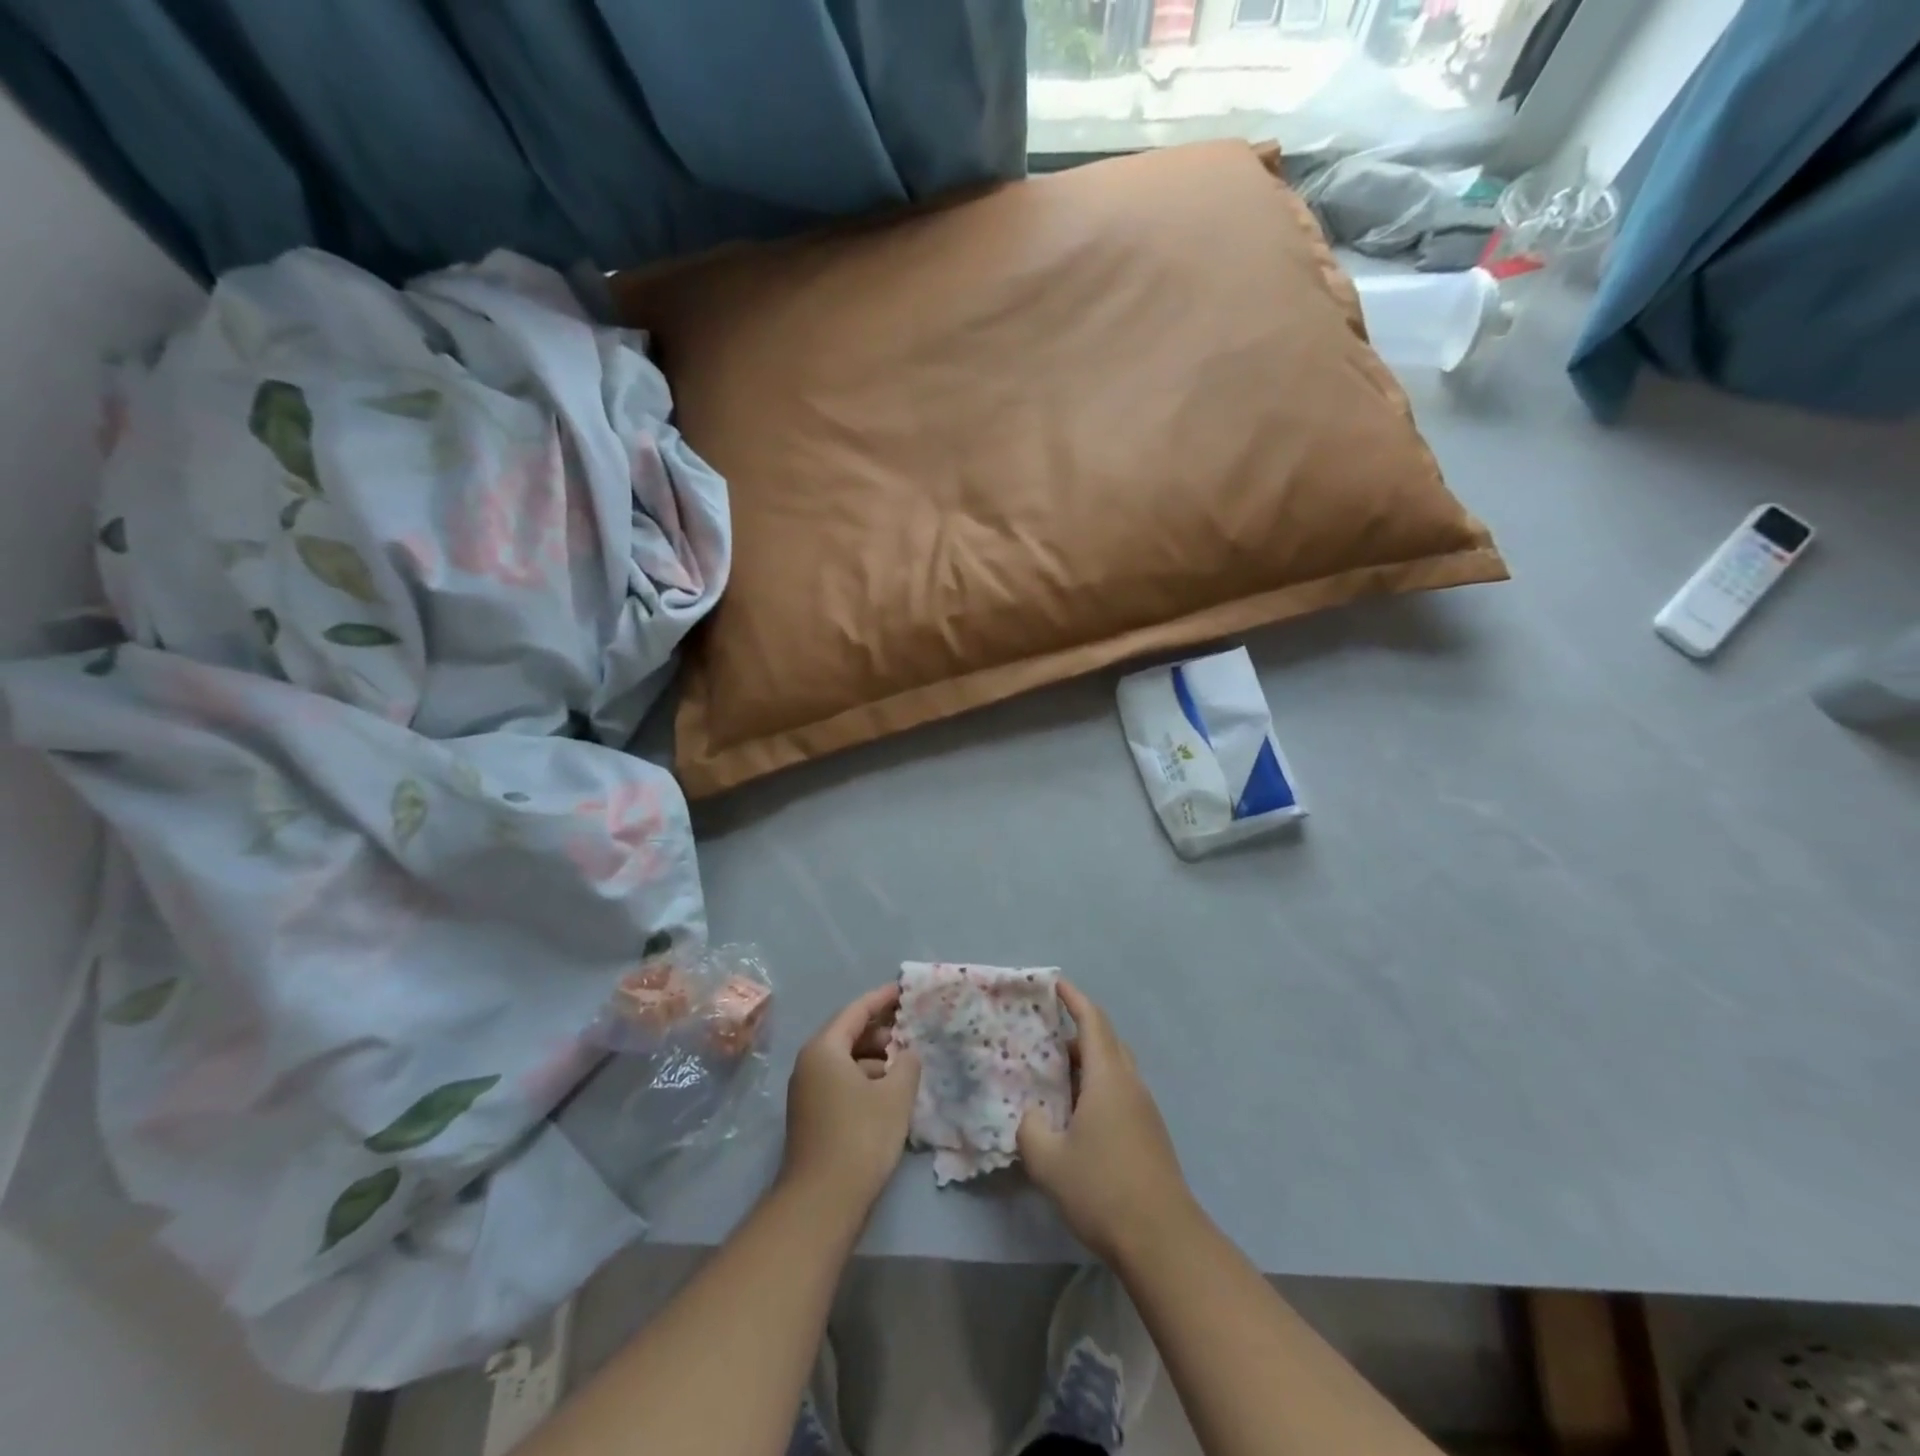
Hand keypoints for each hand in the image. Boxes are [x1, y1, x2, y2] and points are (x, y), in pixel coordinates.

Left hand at [779, 985, 920, 1218]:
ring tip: (906, 1064)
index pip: (856, 1011)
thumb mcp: (895, 1095)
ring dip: (875, 1059)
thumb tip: (907, 1053)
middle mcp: (810, 1064)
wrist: (822, 1202)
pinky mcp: (812, 1116)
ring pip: (846, 1061)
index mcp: (824, 1049)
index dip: (882, 998)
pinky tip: (890, 1093)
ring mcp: (807, 1092)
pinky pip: (842, 1082)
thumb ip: (907, 1064)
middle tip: (911, 1030)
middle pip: (848, 1034)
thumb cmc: (860, 1136)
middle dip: (881, 1031)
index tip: (904, 990)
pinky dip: (865, 1079)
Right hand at [1018, 980, 1200, 1264]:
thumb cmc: (1103, 1190)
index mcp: (1108, 1077)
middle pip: (1107, 1040)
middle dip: (1078, 1029)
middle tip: (1045, 1033)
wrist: (1163, 1240)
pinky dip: (1097, 1086)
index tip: (1054, 983)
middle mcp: (1130, 1084)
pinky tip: (1076, 1113)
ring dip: (1087, 1061)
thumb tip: (1030, 1116)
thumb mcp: (1049, 1162)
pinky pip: (1120, 1091)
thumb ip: (1030, 1130)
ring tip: (1055, 1074)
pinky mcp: (1150, 1133)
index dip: (1073, 998)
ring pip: (1115, 1067)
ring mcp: (1144, 1109)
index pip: (1092, 1021)